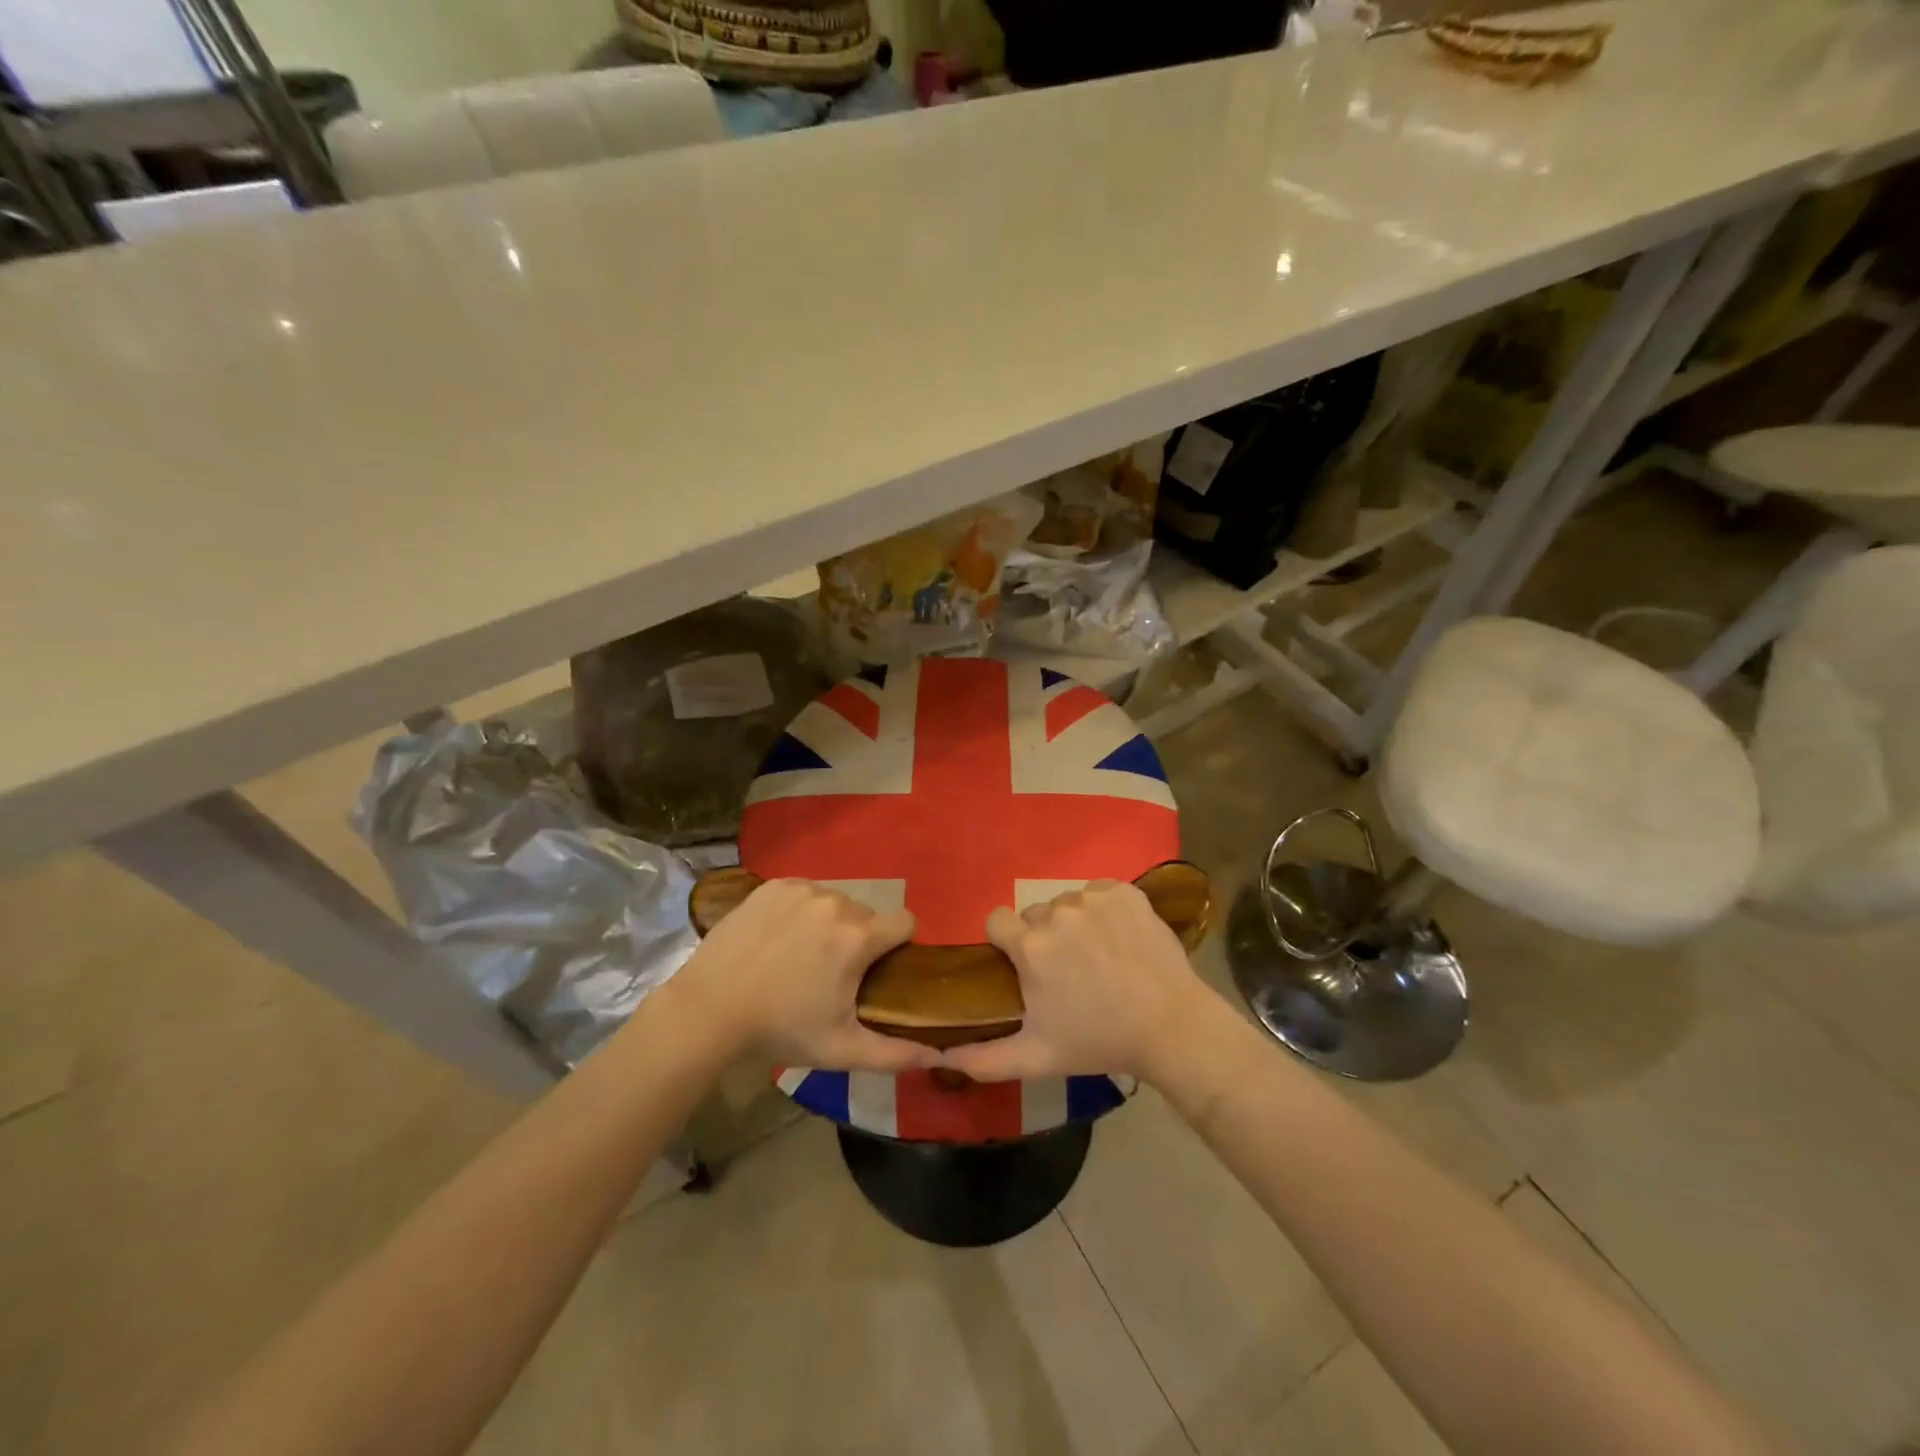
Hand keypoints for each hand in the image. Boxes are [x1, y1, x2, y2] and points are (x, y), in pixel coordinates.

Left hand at [671, 878, 937, 1072]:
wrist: (708, 1009)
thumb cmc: (780, 1030)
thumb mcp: (841, 1049)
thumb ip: (895, 1053)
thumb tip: (939, 1056)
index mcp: (858, 937)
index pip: (905, 922)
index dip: (899, 945)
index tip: (878, 969)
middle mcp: (836, 902)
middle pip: (867, 915)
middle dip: (859, 939)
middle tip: (831, 973)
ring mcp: (802, 889)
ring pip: (835, 902)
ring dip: (829, 924)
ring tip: (800, 957)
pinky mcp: (774, 885)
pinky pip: (804, 892)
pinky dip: (800, 911)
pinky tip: (778, 939)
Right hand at [940, 880, 1216, 1083]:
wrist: (1171, 1027)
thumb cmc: (1098, 1041)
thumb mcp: (1036, 1058)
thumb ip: (983, 1058)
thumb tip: (942, 1055)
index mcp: (1030, 946)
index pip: (996, 920)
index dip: (1006, 942)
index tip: (1023, 966)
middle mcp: (1057, 912)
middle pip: (1034, 915)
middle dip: (1043, 938)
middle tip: (1067, 972)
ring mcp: (1094, 898)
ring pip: (1067, 903)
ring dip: (1074, 924)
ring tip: (1098, 957)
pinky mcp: (1125, 892)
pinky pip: (1099, 892)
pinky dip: (1104, 910)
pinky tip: (1119, 939)